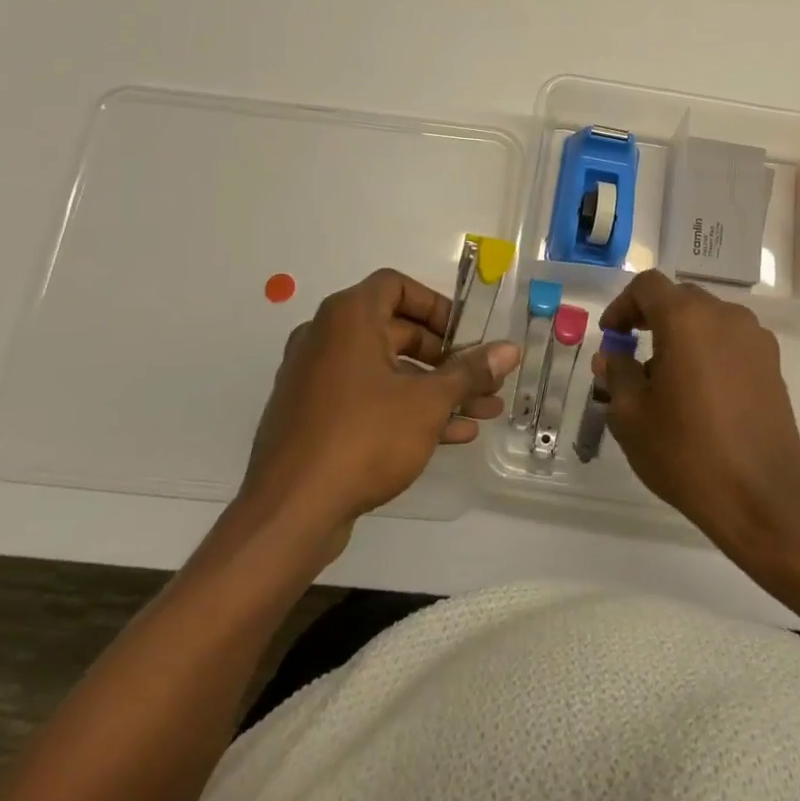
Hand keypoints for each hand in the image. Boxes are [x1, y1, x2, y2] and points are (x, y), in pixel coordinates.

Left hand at [240, 268, 516, 546]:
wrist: (289, 513)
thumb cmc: (364, 437)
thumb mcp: (428, 402)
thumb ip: (470, 372)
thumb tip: (510, 349)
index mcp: (348, 317)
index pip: (396, 286)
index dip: (437, 306)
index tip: (466, 334)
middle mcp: (326, 338)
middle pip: (397, 331)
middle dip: (447, 358)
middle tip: (483, 380)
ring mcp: (316, 380)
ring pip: (387, 371)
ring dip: (435, 388)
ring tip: (481, 412)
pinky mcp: (313, 417)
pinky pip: (368, 399)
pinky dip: (405, 408)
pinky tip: (451, 435)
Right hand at [596, 270, 799, 558]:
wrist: (764, 496)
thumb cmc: (687, 452)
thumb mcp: (631, 416)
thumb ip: (617, 373)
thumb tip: (612, 356)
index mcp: (686, 318)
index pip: (647, 286)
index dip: (622, 305)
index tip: (612, 337)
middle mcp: (724, 315)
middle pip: (679, 298)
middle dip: (651, 319)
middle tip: (632, 355)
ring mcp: (754, 337)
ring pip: (707, 319)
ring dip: (681, 336)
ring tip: (667, 381)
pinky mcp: (772, 363)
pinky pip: (730, 341)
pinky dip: (708, 352)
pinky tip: (701, 395)